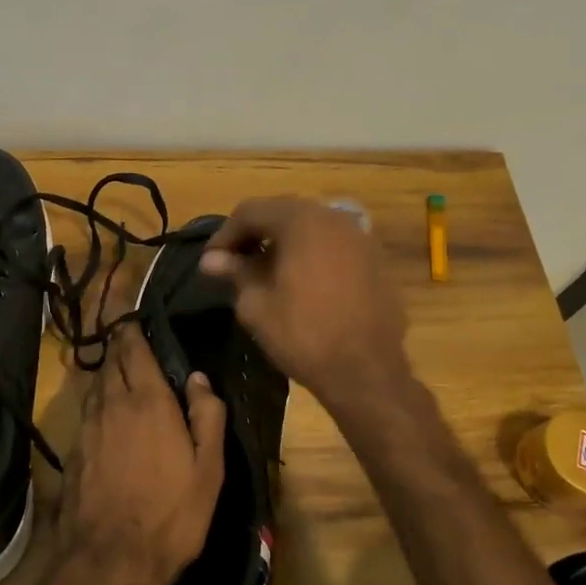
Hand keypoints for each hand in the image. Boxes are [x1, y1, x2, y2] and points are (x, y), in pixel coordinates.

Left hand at [53, 324, 227, 584]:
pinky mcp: (74, 449)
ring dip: (108, 368)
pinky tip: (108, 408)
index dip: (132, 327)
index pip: (134, 348)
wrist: (109, 560)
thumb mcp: (208, 471)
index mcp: (148, 402)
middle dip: (119, 342)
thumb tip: (198, 378)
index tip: (133, 312)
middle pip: (111, 360)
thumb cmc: (170, 515)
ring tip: (121, 364)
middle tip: (129, 332)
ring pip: (97, 383)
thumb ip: (207, 417)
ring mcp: (88, 426)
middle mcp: (113, 404)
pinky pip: (88, 408)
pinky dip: (99, 396)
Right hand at [199, 196, 409, 413]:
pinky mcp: (375, 260)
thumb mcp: (257, 305)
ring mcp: (360, 237)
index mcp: (302, 221)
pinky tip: (300, 282)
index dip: (224, 235)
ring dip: (283, 244)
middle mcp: (334, 217)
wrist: (367, 372)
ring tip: (264, 273)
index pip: (251, 211)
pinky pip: (333, 245)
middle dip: (254, 235)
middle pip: (283, 213)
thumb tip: (212, 259)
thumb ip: (236, 272)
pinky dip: (310, 254)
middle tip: (233, 263)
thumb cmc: (304, 335)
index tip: (210, 262)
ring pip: (310, 228)